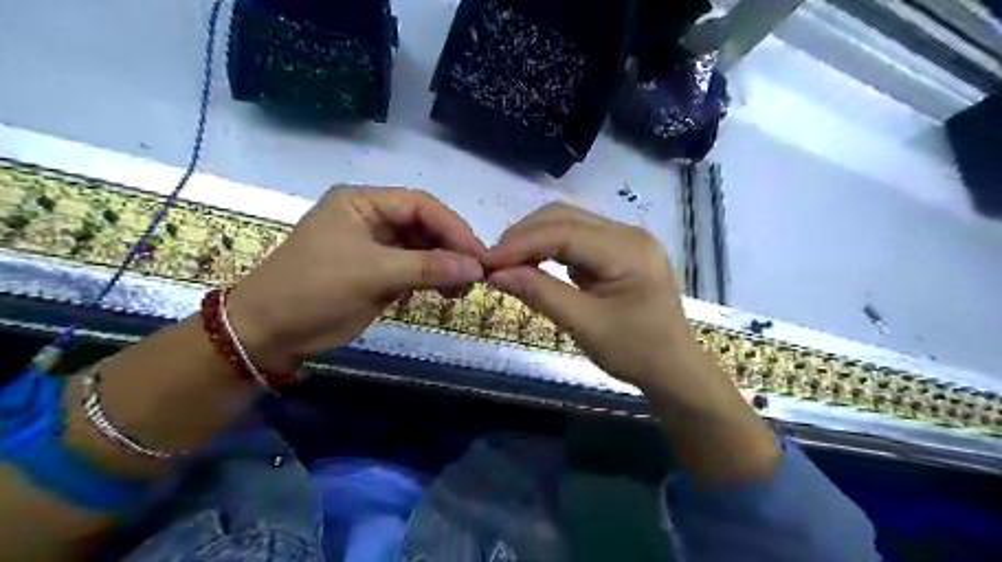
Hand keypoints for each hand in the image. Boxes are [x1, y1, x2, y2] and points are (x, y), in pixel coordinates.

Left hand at [232, 187, 489, 370]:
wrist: (269, 332)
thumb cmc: (314, 290)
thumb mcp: (373, 274)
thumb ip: (427, 267)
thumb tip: (476, 267)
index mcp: (363, 203)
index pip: (420, 205)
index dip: (453, 227)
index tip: (479, 255)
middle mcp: (372, 219)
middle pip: (425, 226)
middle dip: (452, 249)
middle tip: (477, 275)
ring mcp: (377, 247)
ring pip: (424, 249)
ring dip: (446, 267)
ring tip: (463, 289)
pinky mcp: (379, 273)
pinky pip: (416, 270)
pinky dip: (434, 280)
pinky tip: (448, 293)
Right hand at [486, 206, 741, 413]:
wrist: (673, 369)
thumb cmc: (635, 352)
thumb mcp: (585, 326)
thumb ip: (541, 294)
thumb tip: (496, 274)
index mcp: (627, 250)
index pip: (563, 231)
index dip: (520, 243)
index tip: (487, 262)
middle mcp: (628, 233)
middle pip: (564, 217)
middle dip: (524, 236)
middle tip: (494, 263)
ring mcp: (625, 239)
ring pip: (568, 223)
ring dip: (535, 239)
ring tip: (508, 264)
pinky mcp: (619, 250)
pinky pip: (577, 238)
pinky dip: (550, 248)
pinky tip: (534, 264)